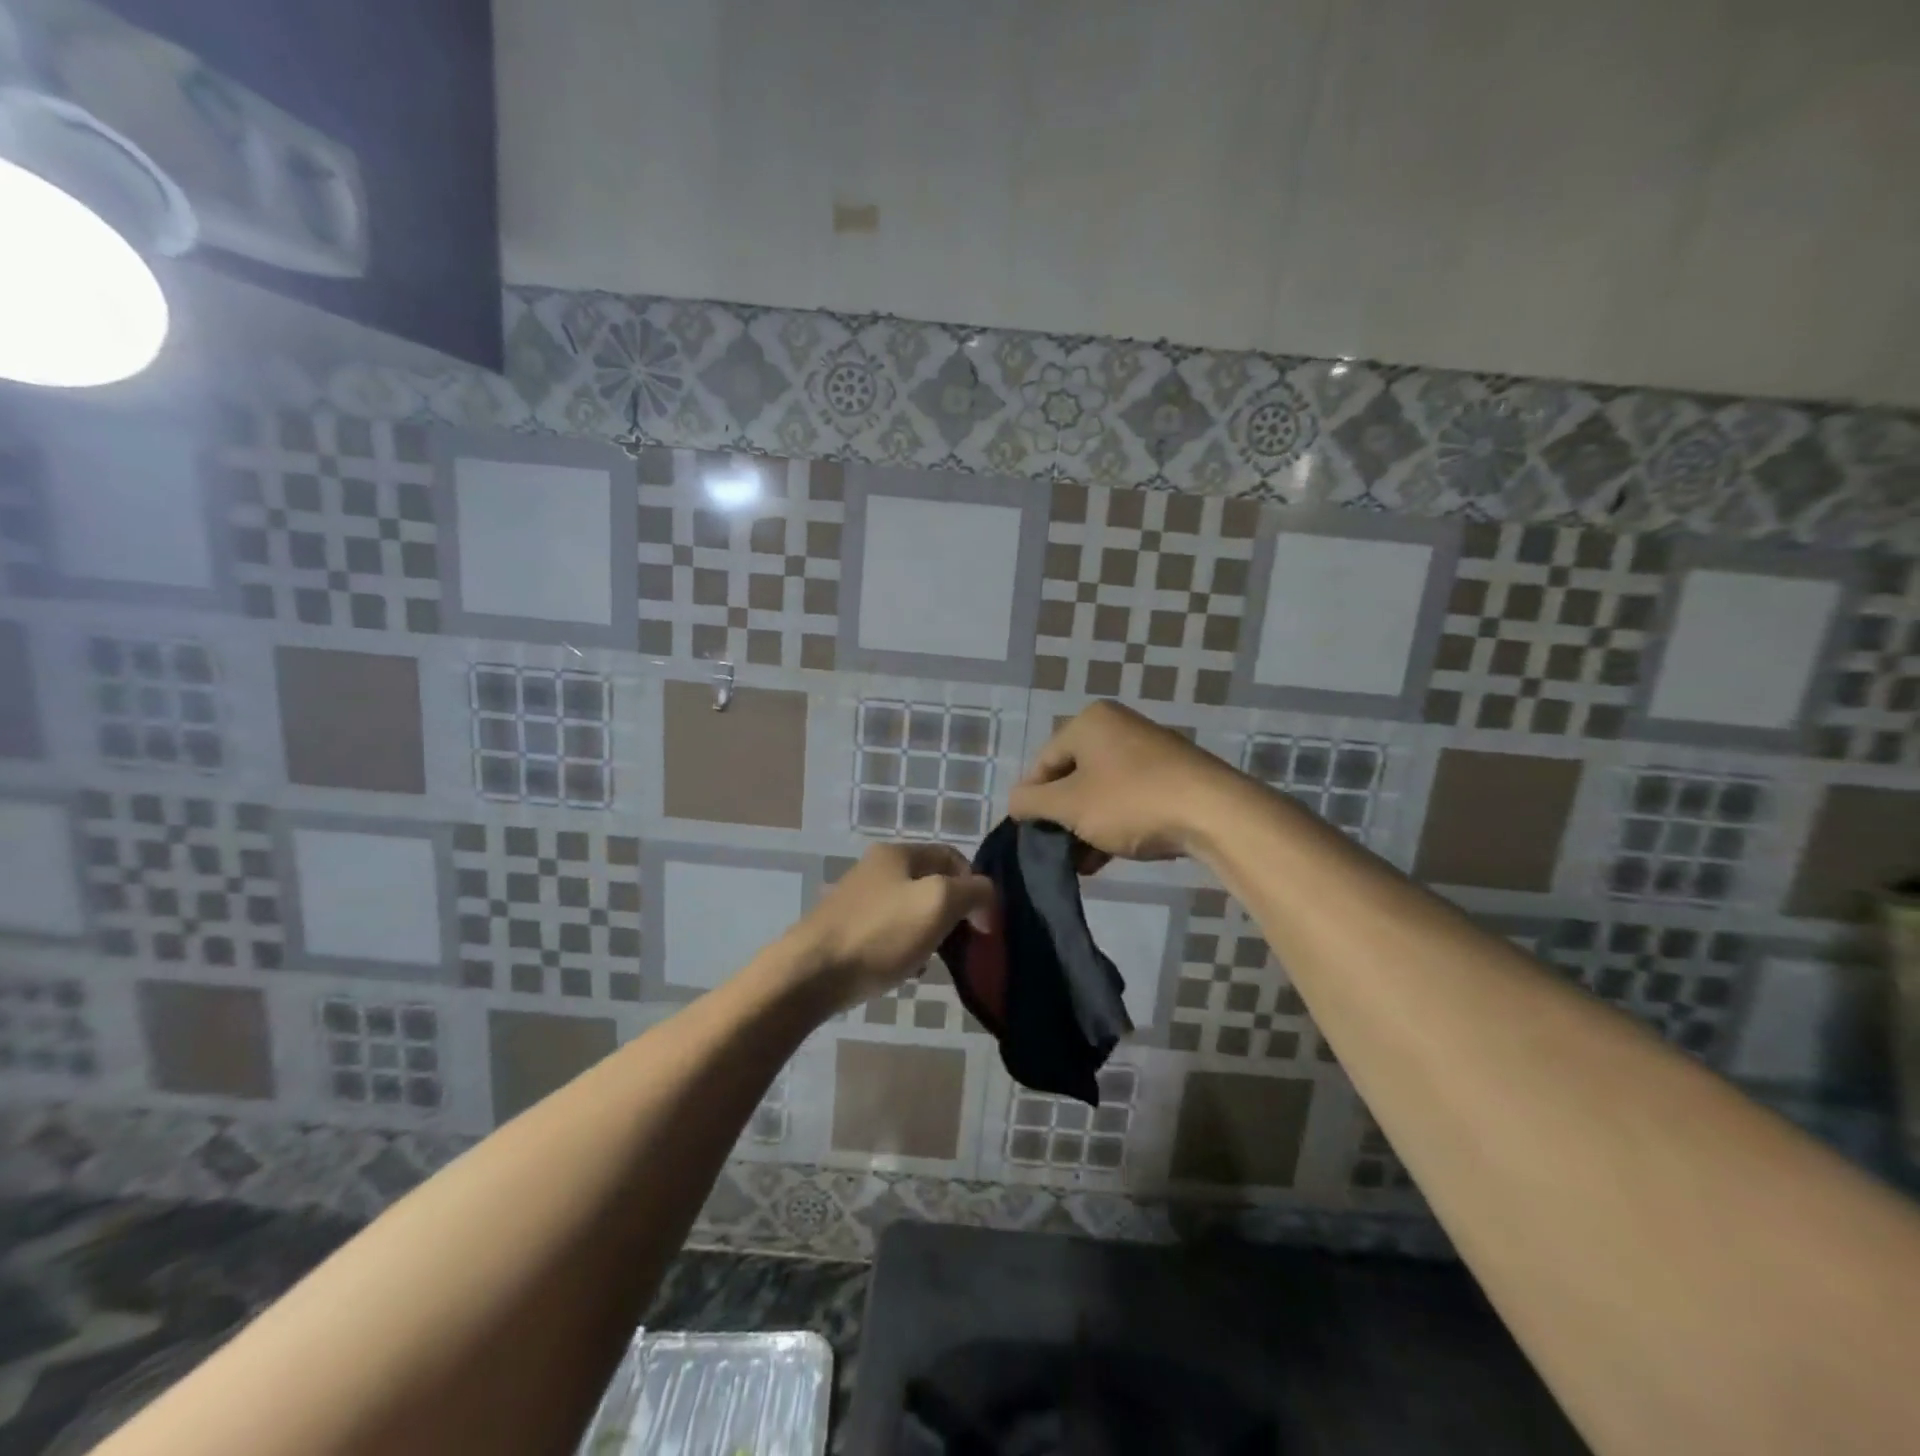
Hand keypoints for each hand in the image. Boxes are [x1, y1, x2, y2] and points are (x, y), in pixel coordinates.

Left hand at [782, 843, 994, 1010]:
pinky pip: (888, 932)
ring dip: (928, 933)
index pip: (952, 856)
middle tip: (960, 944)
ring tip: (931, 962)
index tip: (982, 925)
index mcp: (897, 853)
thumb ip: (973, 891)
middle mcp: (875, 867)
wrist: (809, 974)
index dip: (975, 886)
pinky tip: (904, 971)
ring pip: (910, 910)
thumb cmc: (880, 934)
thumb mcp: (939, 903)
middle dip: (951, 912)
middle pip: (931, 883)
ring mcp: (857, 898)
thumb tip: (984, 898)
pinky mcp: (844, 928)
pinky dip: (904, 948)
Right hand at [1008, 700, 1244, 861]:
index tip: (1028, 835)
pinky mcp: (1171, 776)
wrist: (1214, 814)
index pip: (1043, 762)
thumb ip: (1032, 802)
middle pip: (1072, 776)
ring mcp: (1147, 751)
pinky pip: (1127, 798)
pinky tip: (1104, 858)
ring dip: (1085, 827)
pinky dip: (1112, 824)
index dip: (1030, 800)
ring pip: (1100, 791)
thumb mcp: (1069, 805)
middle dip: (1061, 818)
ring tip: (1080, 864)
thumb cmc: (1130, 801)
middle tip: (1055, 851)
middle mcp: (1117, 727)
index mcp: (1089, 722)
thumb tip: (1014, 802)